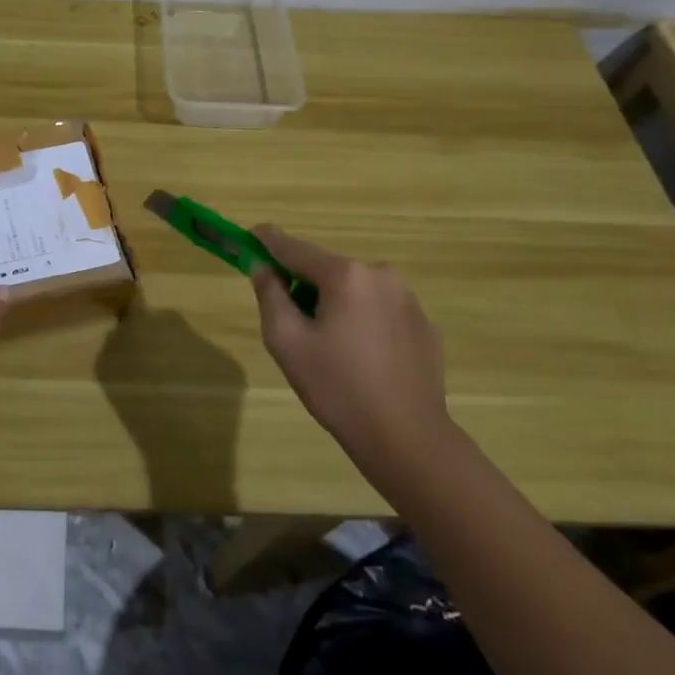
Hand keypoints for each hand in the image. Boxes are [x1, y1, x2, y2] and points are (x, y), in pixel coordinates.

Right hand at [251, 226, 452, 486]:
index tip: (249, 235)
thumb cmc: (338, 389)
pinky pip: (380, 310)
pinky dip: (363, 321)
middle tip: (291, 320)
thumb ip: (270, 294)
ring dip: (335, 303)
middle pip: (327, 269)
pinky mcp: (424, 324)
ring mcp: (408, 299)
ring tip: (329, 346)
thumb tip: (262, 267)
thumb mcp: (287, 341)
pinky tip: (361, 358)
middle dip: (304, 283)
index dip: (267, 241)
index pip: (295, 248)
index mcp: (345, 275)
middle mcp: (380, 274)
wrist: (408, 439)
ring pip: (355, 289)